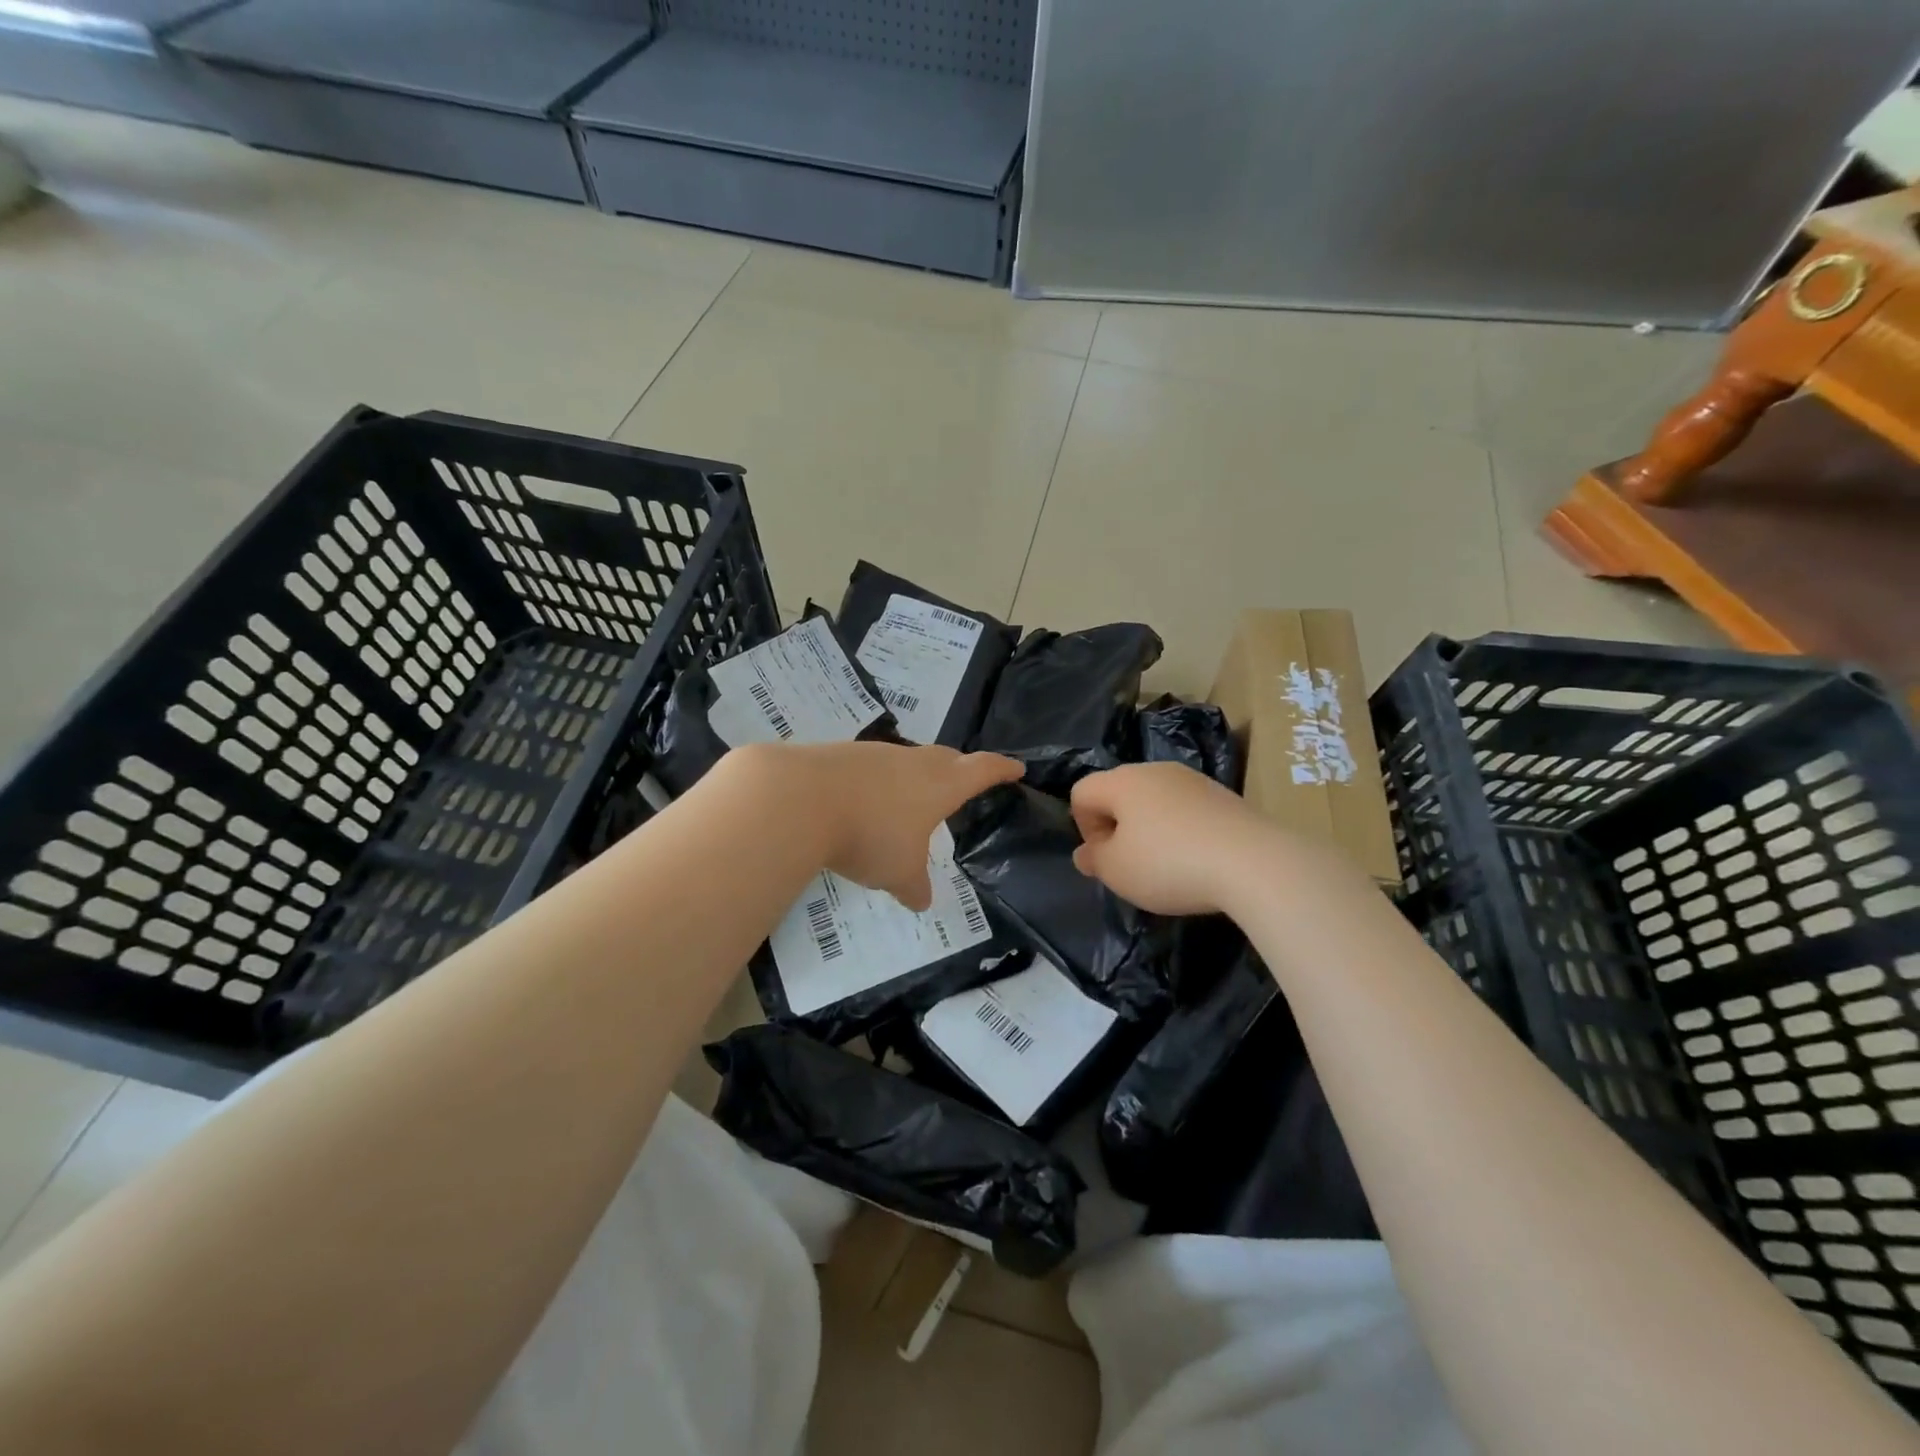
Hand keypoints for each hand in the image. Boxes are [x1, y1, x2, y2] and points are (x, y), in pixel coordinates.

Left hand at [779, 742, 1022, 910]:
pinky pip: (872, 767)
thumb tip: (921, 900)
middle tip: (967, 779)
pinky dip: (879, 782)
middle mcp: (912, 761)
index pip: (982, 770)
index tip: (1016, 768)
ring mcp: (875, 754)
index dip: (1001, 769)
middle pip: (946, 758)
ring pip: (907, 761)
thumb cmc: (868, 835)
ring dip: (916, 776)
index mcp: (939, 784)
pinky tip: (866, 801)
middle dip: (961, 768)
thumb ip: (915, 886)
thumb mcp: (898, 873)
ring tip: (913, 798)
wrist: (798, 798)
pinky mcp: (841, 755)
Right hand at [1069, 762, 1271, 914]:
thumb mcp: (1117, 871)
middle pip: (1119, 792)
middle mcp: (1155, 770)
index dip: (1083, 827)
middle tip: (1130, 865)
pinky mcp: (1224, 796)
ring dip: (1150, 829)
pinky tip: (1197, 861)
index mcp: (1122, 781)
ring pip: (1155, 801)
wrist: (1253, 862)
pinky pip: (1187, 810)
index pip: (1082, 792)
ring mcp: (1193, 780)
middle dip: (1117, 827)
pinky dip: (1182, 832)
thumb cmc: (1169, 864)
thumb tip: (1085, 853)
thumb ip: (1094, 860)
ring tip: (1166, 866)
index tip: (1104, 858)